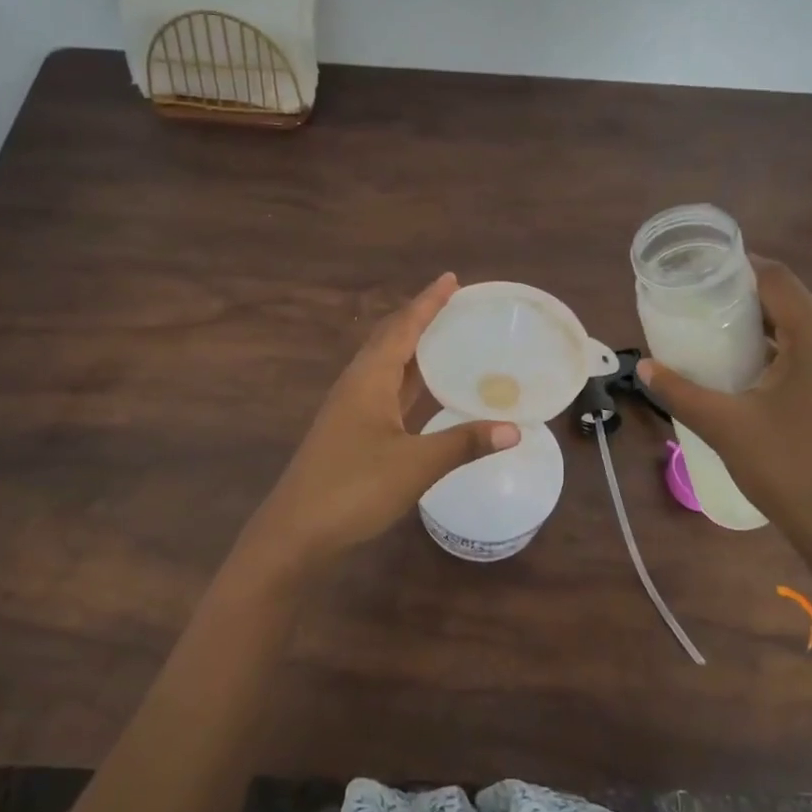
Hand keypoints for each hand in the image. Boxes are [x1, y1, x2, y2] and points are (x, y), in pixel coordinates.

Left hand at [243, 273, 519, 565]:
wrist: (296, 532)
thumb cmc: (353, 489)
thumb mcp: (415, 465)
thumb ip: (464, 443)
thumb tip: (514, 429)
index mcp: (369, 379)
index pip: (403, 328)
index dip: (428, 303)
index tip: (451, 279)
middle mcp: (357, 385)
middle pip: (392, 340)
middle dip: (421, 318)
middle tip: (455, 304)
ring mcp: (351, 410)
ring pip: (387, 367)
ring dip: (415, 349)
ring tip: (448, 338)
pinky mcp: (351, 432)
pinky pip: (386, 392)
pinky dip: (410, 382)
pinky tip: (428, 392)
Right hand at [640, 257, 811, 594]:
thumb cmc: (787, 469)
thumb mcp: (724, 426)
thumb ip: (680, 392)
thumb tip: (643, 368)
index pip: (777, 279)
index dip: (738, 266)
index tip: (697, 269)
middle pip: (787, 300)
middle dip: (740, 297)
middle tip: (693, 302)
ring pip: (798, 327)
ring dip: (756, 325)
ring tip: (708, 331)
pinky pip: (807, 352)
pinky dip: (774, 349)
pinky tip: (740, 367)